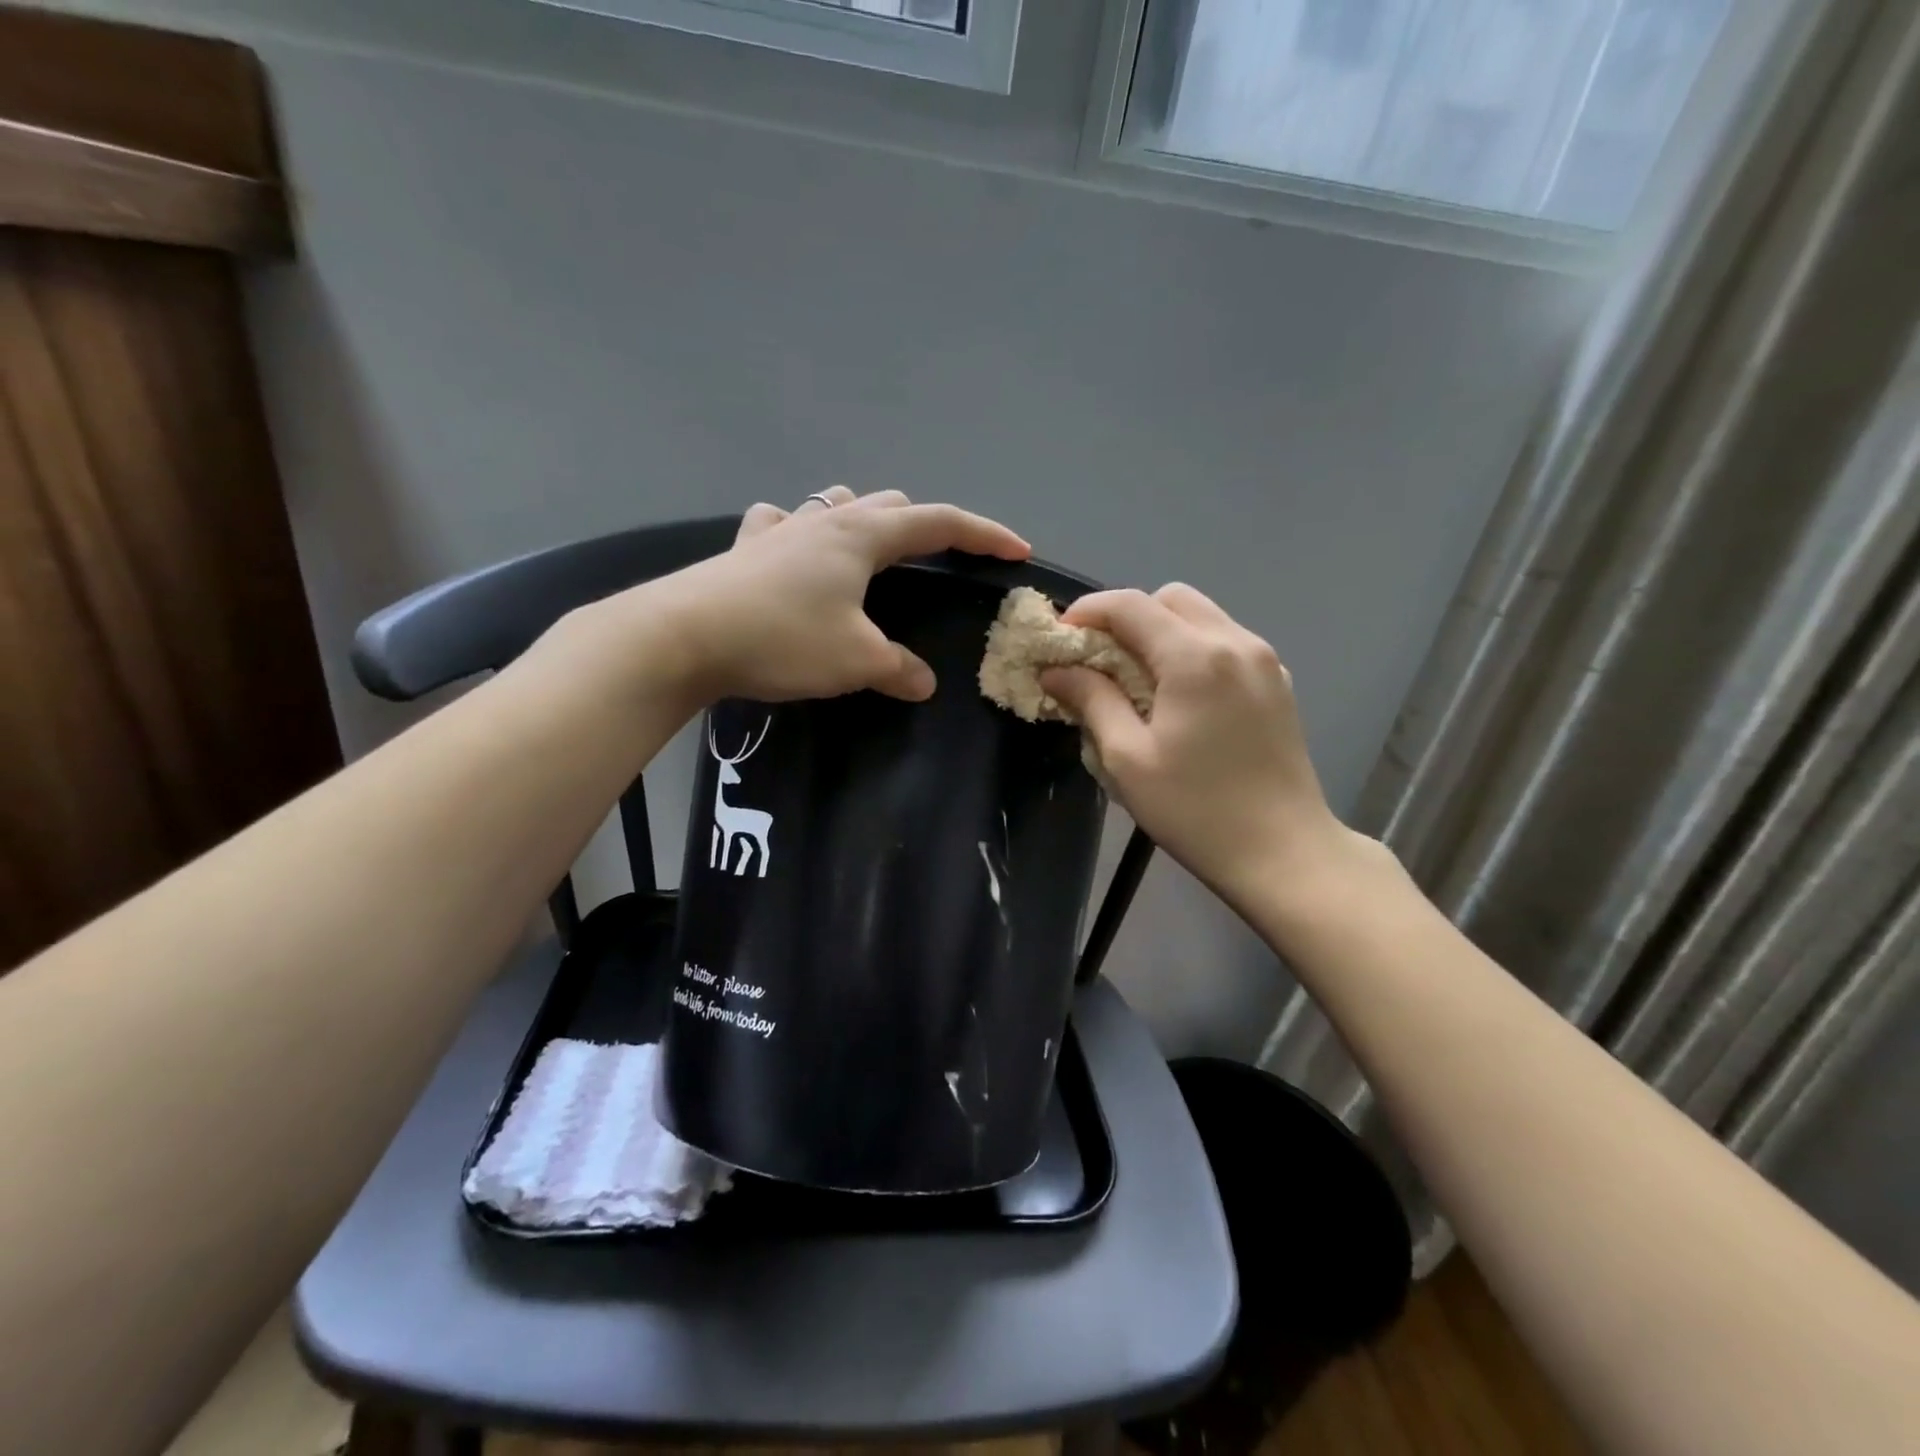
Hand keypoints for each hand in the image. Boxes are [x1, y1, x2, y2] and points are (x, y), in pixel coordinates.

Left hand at [655, 486, 1029, 703]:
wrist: (683, 637)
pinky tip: (792, 550)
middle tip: (940, 560)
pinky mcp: (744, 549)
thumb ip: (897, 669)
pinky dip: (799, 531)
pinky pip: (781, 524)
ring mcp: (780, 529)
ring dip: (864, 518)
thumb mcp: (854, 660)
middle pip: (890, 504)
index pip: (940, 524)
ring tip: (872, 547)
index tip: (1017, 549)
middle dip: (925, 526)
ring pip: (836, 504)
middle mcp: (825, 521)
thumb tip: (923, 683)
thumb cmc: (782, 639)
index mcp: (863, 536)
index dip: (984, 535)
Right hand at [1042, 585, 1374, 911]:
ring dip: (1161, 631)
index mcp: (1195, 658)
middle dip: (1127, 617)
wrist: (1283, 852)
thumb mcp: (1127, 759)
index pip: (1130, 605)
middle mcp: (1235, 642)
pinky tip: (1179, 695)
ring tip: (1136, 678)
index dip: (1087, 612)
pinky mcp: (1279, 682)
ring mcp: (1265, 660)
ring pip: (1202, 616)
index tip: (1059, 639)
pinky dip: (1192, 649)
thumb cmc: (1195, 810)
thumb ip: (1091, 700)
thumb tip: (1057, 669)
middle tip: (1099, 660)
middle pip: (1170, 598)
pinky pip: (1226, 642)